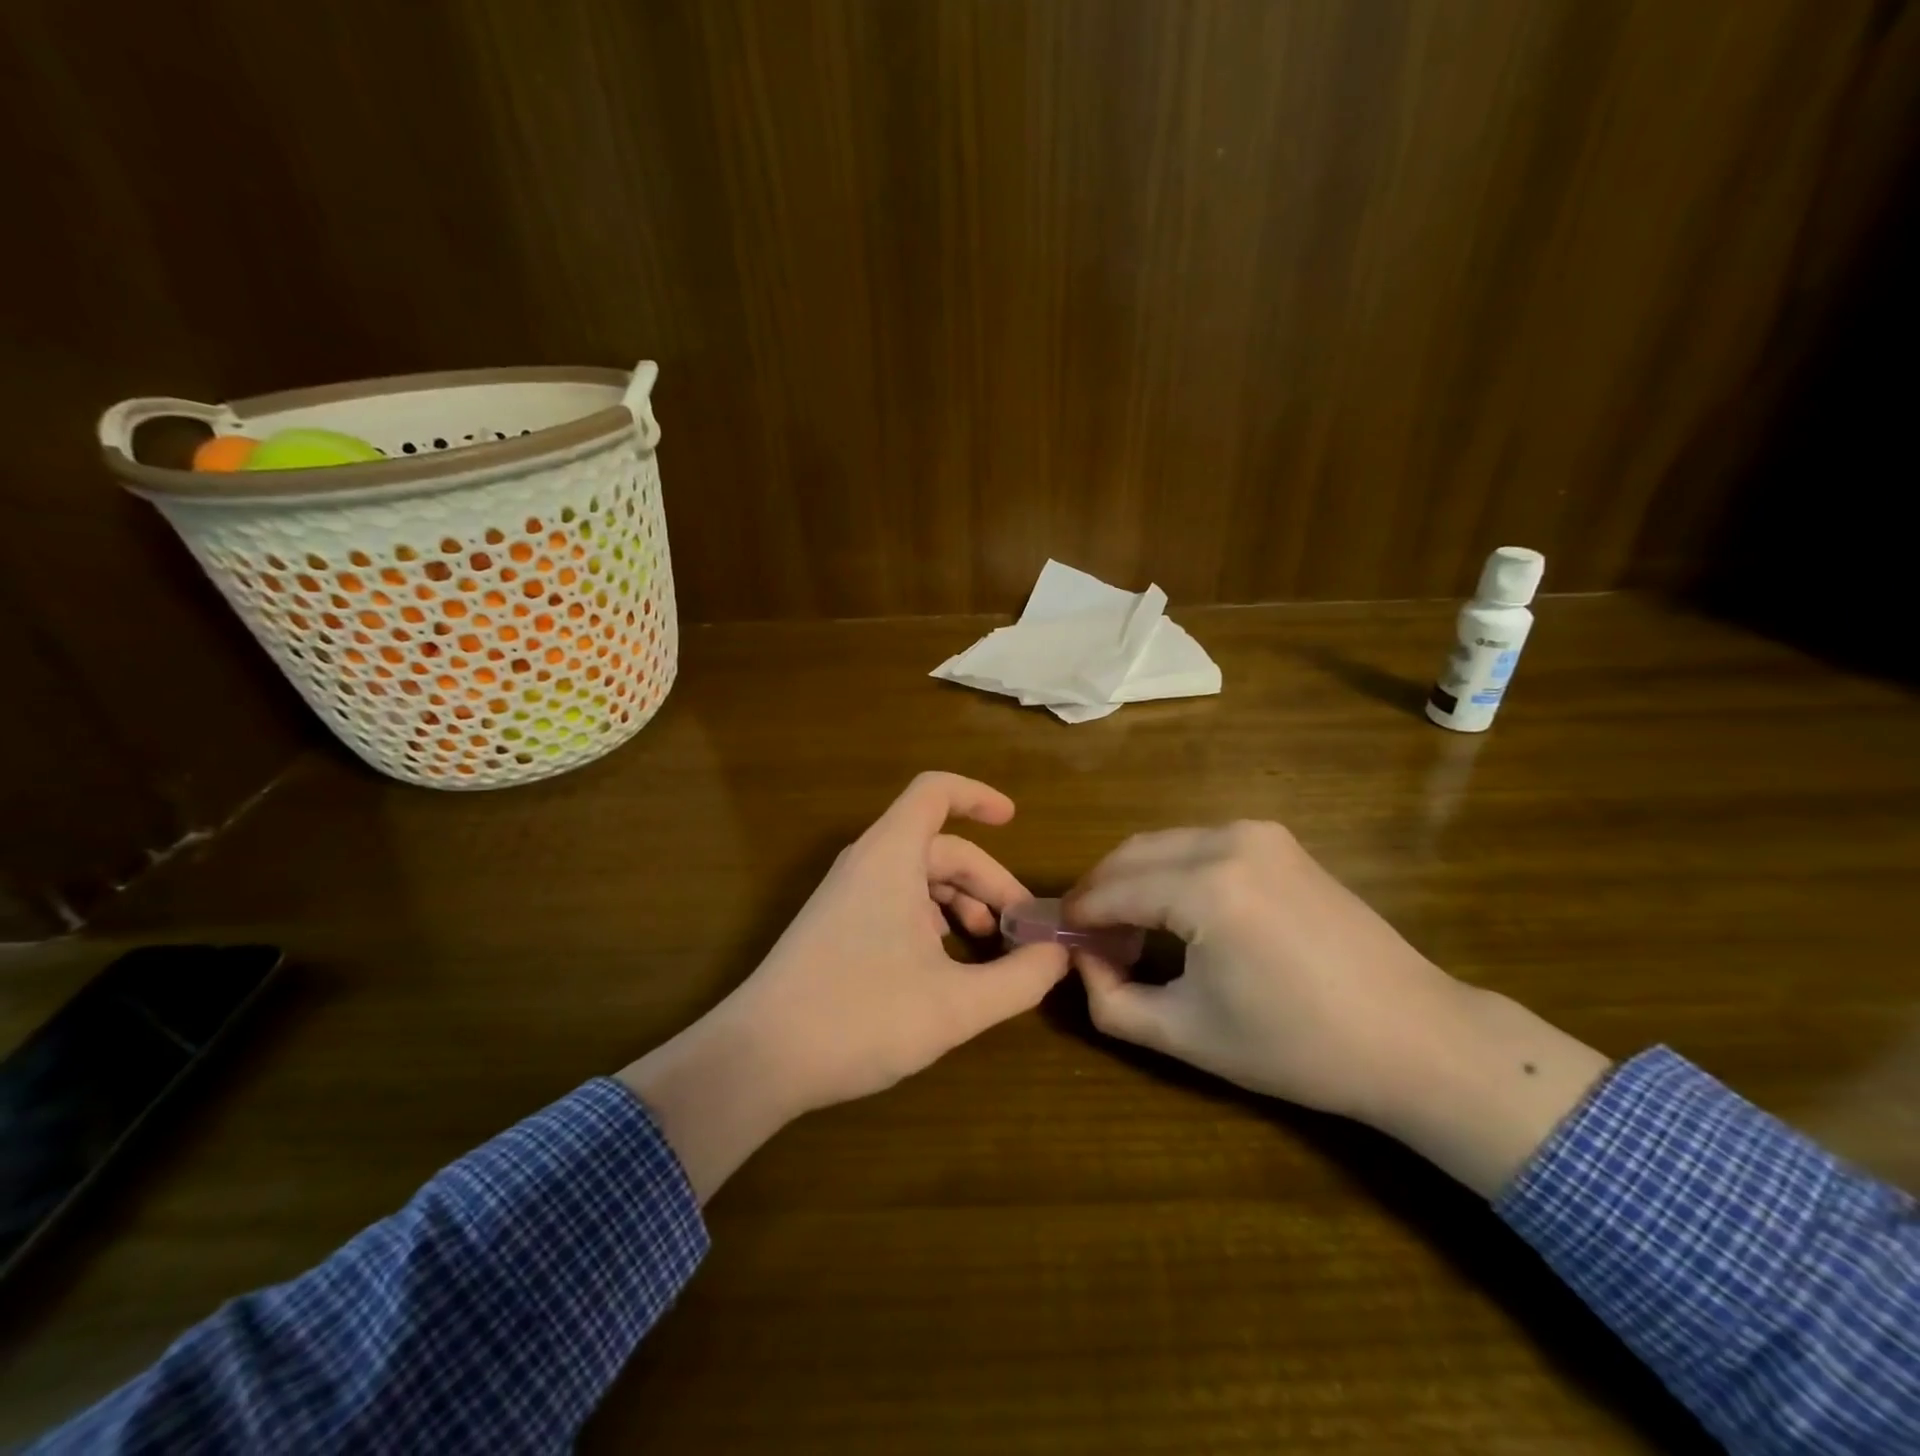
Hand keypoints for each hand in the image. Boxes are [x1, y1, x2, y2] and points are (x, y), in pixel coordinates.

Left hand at [721, 771, 1069, 1111]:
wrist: (758, 1059)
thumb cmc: (859, 1017)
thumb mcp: (955, 1005)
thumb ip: (1018, 979)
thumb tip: (1059, 956)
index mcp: (891, 856)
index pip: (935, 792)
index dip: (978, 796)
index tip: (1015, 821)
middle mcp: (867, 863)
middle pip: (940, 846)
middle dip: (987, 880)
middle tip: (1020, 928)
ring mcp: (847, 895)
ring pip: (918, 877)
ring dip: (961, 902)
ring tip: (989, 947)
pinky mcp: (836, 926)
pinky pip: (895, 901)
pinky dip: (931, 919)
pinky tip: (948, 964)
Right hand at [1065, 820, 1458, 1124]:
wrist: (1415, 1038)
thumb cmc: (1297, 1046)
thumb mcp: (1187, 1034)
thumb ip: (1111, 999)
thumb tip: (1082, 960)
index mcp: (1205, 887)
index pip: (1112, 889)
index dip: (1077, 915)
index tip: (1056, 939)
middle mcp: (1228, 841)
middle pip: (1131, 854)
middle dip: (1100, 891)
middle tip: (1088, 938)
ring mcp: (1259, 834)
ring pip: (1163, 844)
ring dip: (1133, 878)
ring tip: (1128, 929)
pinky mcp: (1280, 841)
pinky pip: (1200, 844)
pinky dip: (1171, 869)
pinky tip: (1174, 911)